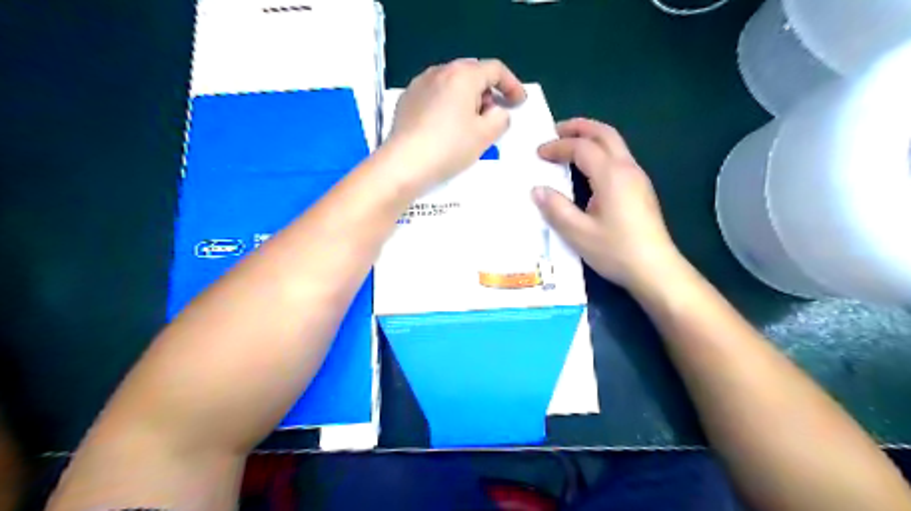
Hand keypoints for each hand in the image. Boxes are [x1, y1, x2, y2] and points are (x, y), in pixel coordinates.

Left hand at [384, 57, 526, 191]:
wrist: (404, 164)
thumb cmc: (449, 147)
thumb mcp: (485, 135)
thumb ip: (500, 118)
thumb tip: (496, 112)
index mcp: (462, 75)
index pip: (495, 69)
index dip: (512, 85)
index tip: (519, 103)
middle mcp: (439, 71)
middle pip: (472, 73)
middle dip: (487, 92)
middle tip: (493, 115)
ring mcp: (419, 84)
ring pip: (452, 84)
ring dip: (467, 98)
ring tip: (469, 124)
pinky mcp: (406, 100)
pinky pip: (435, 95)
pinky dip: (447, 105)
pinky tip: (446, 127)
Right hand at [534, 115, 682, 288]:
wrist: (656, 269)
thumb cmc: (616, 250)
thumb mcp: (578, 233)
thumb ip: (556, 208)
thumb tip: (537, 190)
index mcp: (611, 175)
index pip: (582, 147)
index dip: (558, 146)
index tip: (538, 154)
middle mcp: (627, 168)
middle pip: (604, 133)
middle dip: (579, 128)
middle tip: (555, 130)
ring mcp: (638, 178)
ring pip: (615, 143)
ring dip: (591, 137)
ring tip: (569, 144)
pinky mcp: (641, 189)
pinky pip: (618, 157)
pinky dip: (600, 151)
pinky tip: (587, 169)